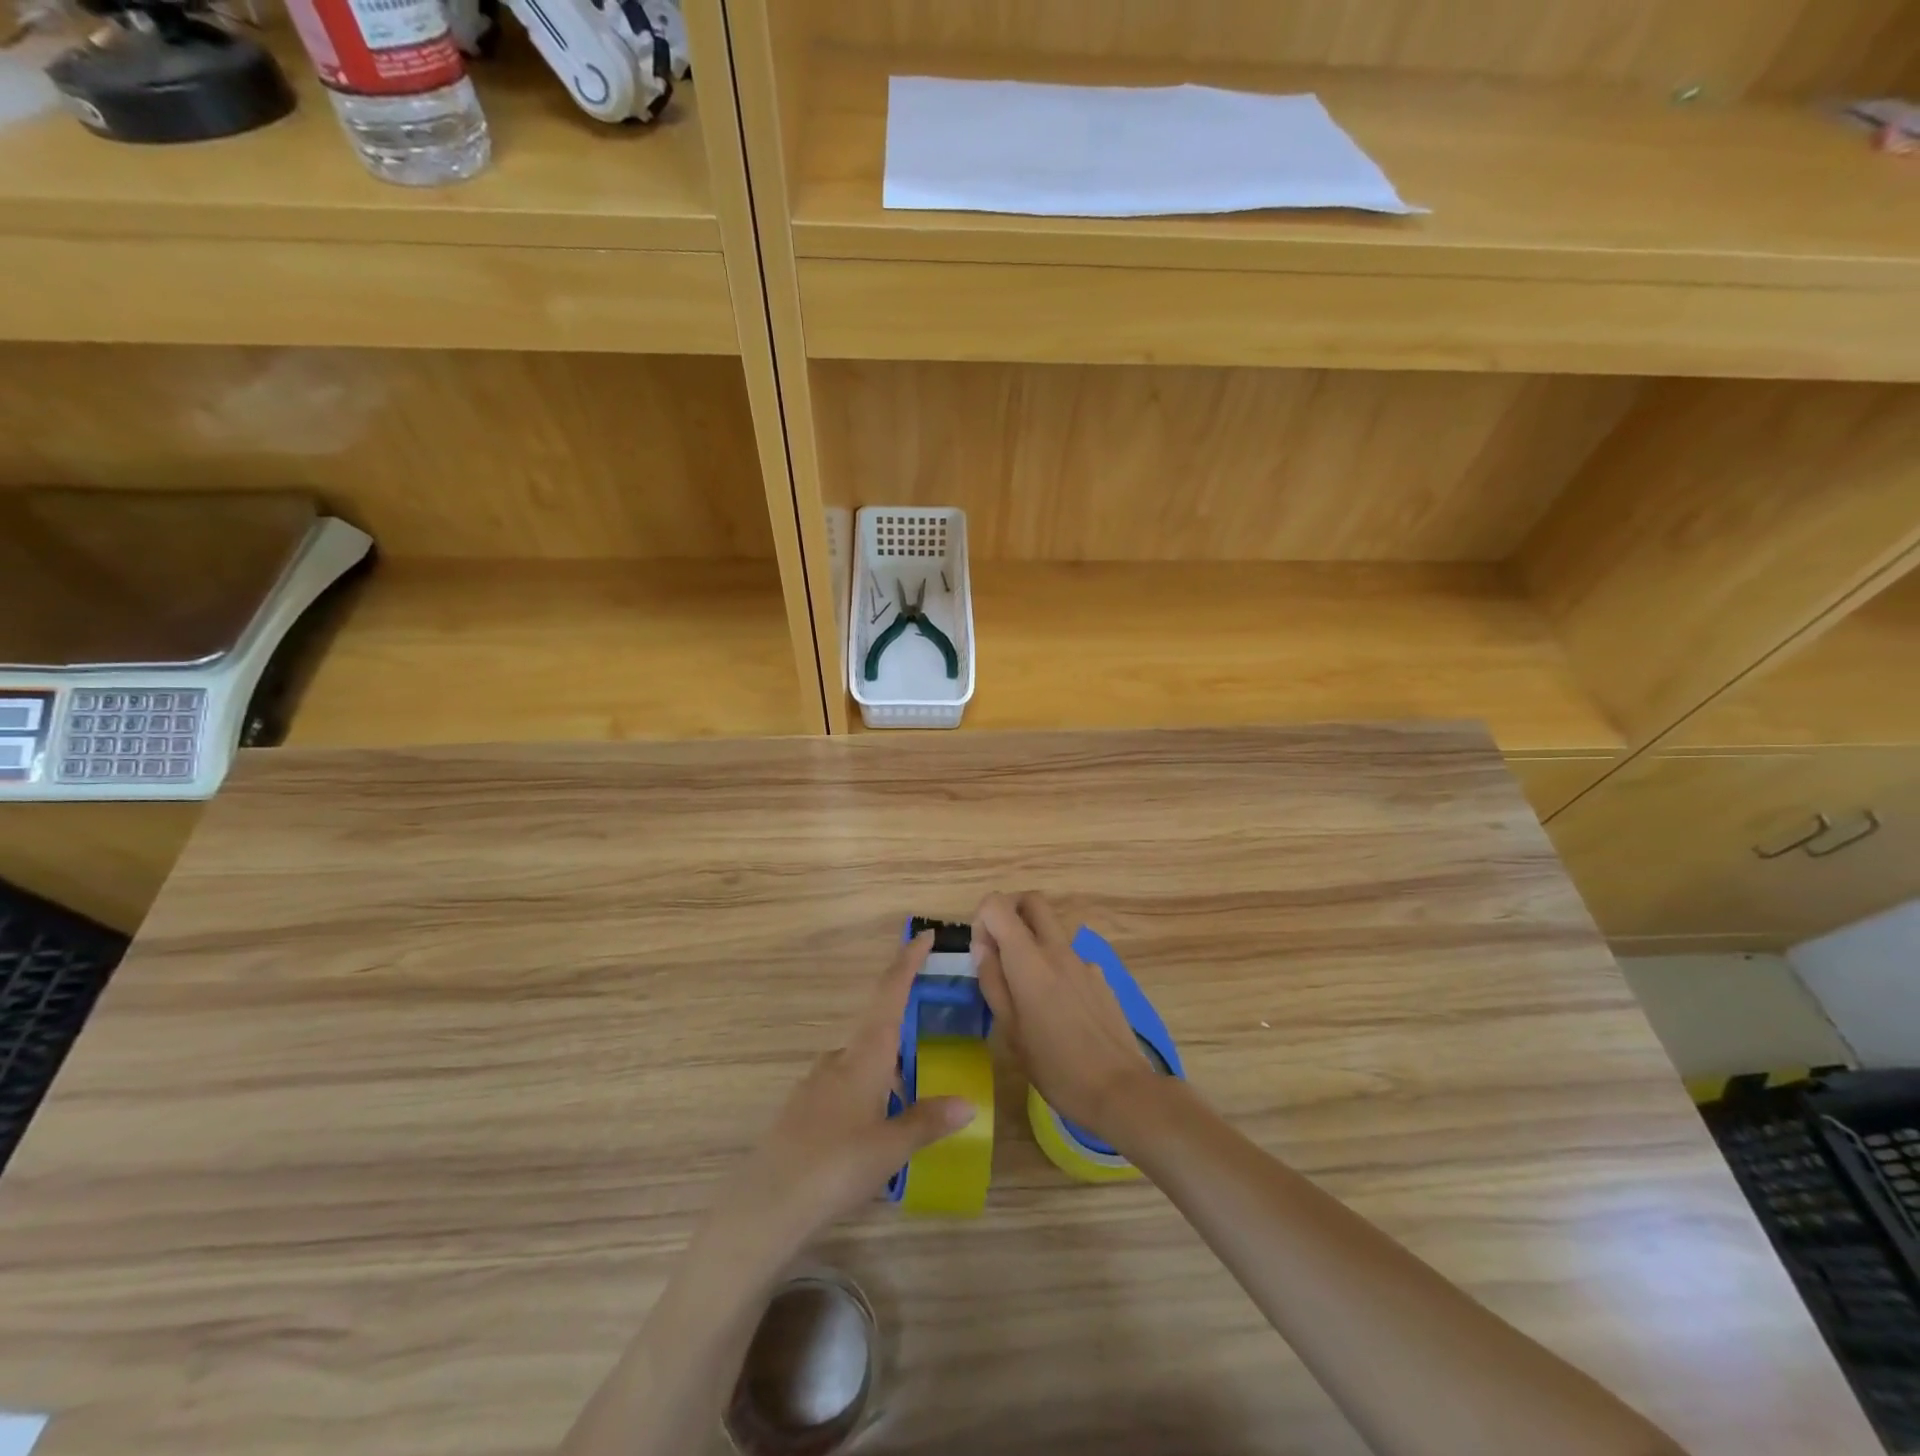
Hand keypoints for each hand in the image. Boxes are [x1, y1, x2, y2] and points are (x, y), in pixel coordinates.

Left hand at [712, 932, 974, 1261]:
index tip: (924, 935)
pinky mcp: (802, 1110)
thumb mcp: (891, 1147)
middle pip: (877, 1029)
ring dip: (886, 1069)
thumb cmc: (836, 1166)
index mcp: (864, 1056)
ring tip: (909, 1098)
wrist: (766, 1205)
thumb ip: (927, 1121)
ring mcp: (816, 1083)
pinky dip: (866, 1092)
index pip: (889, 995)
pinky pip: (844, 1087)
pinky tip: (873, 1127)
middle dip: (903, 1030)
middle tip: (932, 1044)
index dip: (907, 963)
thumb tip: (968, 1102)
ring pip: (860, 1062)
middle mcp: (839, 1060)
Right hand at [972, 892, 1158, 1140]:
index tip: (982, 953)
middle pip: (1032, 901)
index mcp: (1028, 960)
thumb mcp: (1009, 1030)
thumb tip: (982, 946)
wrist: (1120, 1089)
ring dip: (1032, 940)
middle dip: (1010, 911)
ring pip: (1052, 929)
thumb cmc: (1054, 1066)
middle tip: (999, 948)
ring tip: (1025, 988)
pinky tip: (1057, 1008)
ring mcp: (1083, 961)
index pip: (998, 905)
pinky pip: (1070, 957)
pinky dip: (1055, 966)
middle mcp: (1057, 949)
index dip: (983, 920)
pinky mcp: (1100, 977)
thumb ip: (993, 982)